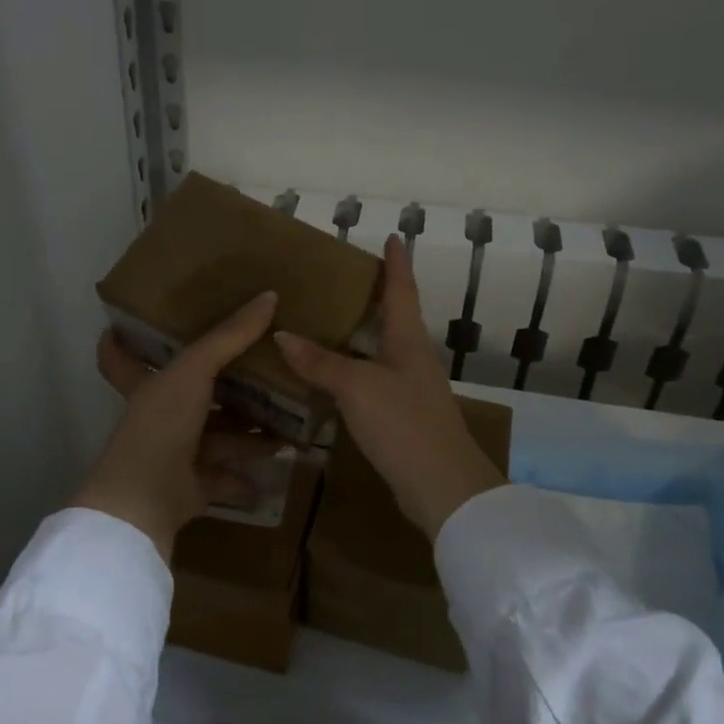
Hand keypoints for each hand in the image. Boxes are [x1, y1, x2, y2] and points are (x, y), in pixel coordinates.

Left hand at [72, 292, 282, 560]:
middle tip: (257, 370)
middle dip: (221, 389)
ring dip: (246, 433)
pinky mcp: (191, 487)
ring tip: (286, 420)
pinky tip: (277, 464)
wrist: (145, 500)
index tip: (117, 325)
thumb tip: (270, 295)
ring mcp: (174, 455)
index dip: (118, 341)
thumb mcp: (194, 371)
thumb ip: (229, 336)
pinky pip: (225, 476)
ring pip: (215, 438)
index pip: (121, 358)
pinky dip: (248, 474)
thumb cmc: (161, 425)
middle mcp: (158, 419)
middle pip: (190, 399)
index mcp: (146, 388)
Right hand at [275, 237, 504, 539]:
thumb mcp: (357, 387)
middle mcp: (413, 358)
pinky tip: (330, 378)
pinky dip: (351, 371)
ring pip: (381, 351)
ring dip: (359, 336)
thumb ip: (320, 362)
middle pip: (395, 318)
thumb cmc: (403, 423)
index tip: (394, 237)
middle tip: (341, 280)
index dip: (397, 263)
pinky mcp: (402, 416)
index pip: (402, 290)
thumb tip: (283, 335)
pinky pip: (372, 381)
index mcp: (409, 340)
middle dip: (374, 297)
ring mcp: (410, 389)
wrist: (441, 486)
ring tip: (326, 323)